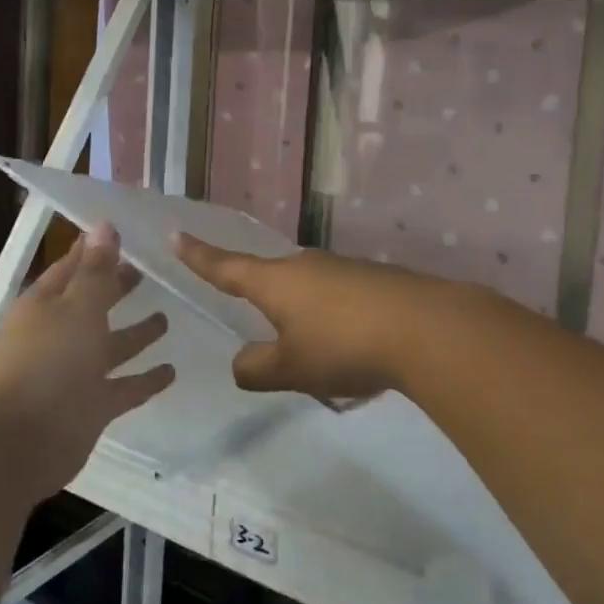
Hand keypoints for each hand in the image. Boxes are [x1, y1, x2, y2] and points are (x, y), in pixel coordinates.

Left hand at [0, 224, 174, 502]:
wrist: (17, 443)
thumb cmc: (47, 363)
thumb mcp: (77, 307)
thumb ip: (97, 271)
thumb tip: (104, 225)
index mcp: (45, 305)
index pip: (72, 268)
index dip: (96, 250)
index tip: (125, 233)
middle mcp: (58, 335)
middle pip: (92, 305)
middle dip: (117, 288)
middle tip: (149, 271)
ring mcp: (73, 373)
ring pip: (110, 347)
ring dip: (136, 334)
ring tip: (166, 319)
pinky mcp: (89, 407)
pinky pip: (123, 388)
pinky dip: (144, 380)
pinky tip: (172, 371)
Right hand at [175, 235, 438, 404]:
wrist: (425, 327)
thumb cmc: (344, 346)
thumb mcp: (291, 368)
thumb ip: (257, 368)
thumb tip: (242, 362)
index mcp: (276, 281)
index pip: (226, 266)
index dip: (200, 256)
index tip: (177, 235)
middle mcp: (306, 265)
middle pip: (270, 276)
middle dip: (258, 292)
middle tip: (252, 309)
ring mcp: (343, 268)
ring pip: (307, 287)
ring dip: (301, 310)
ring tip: (311, 347)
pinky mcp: (373, 279)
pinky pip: (338, 296)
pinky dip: (333, 317)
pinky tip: (349, 343)